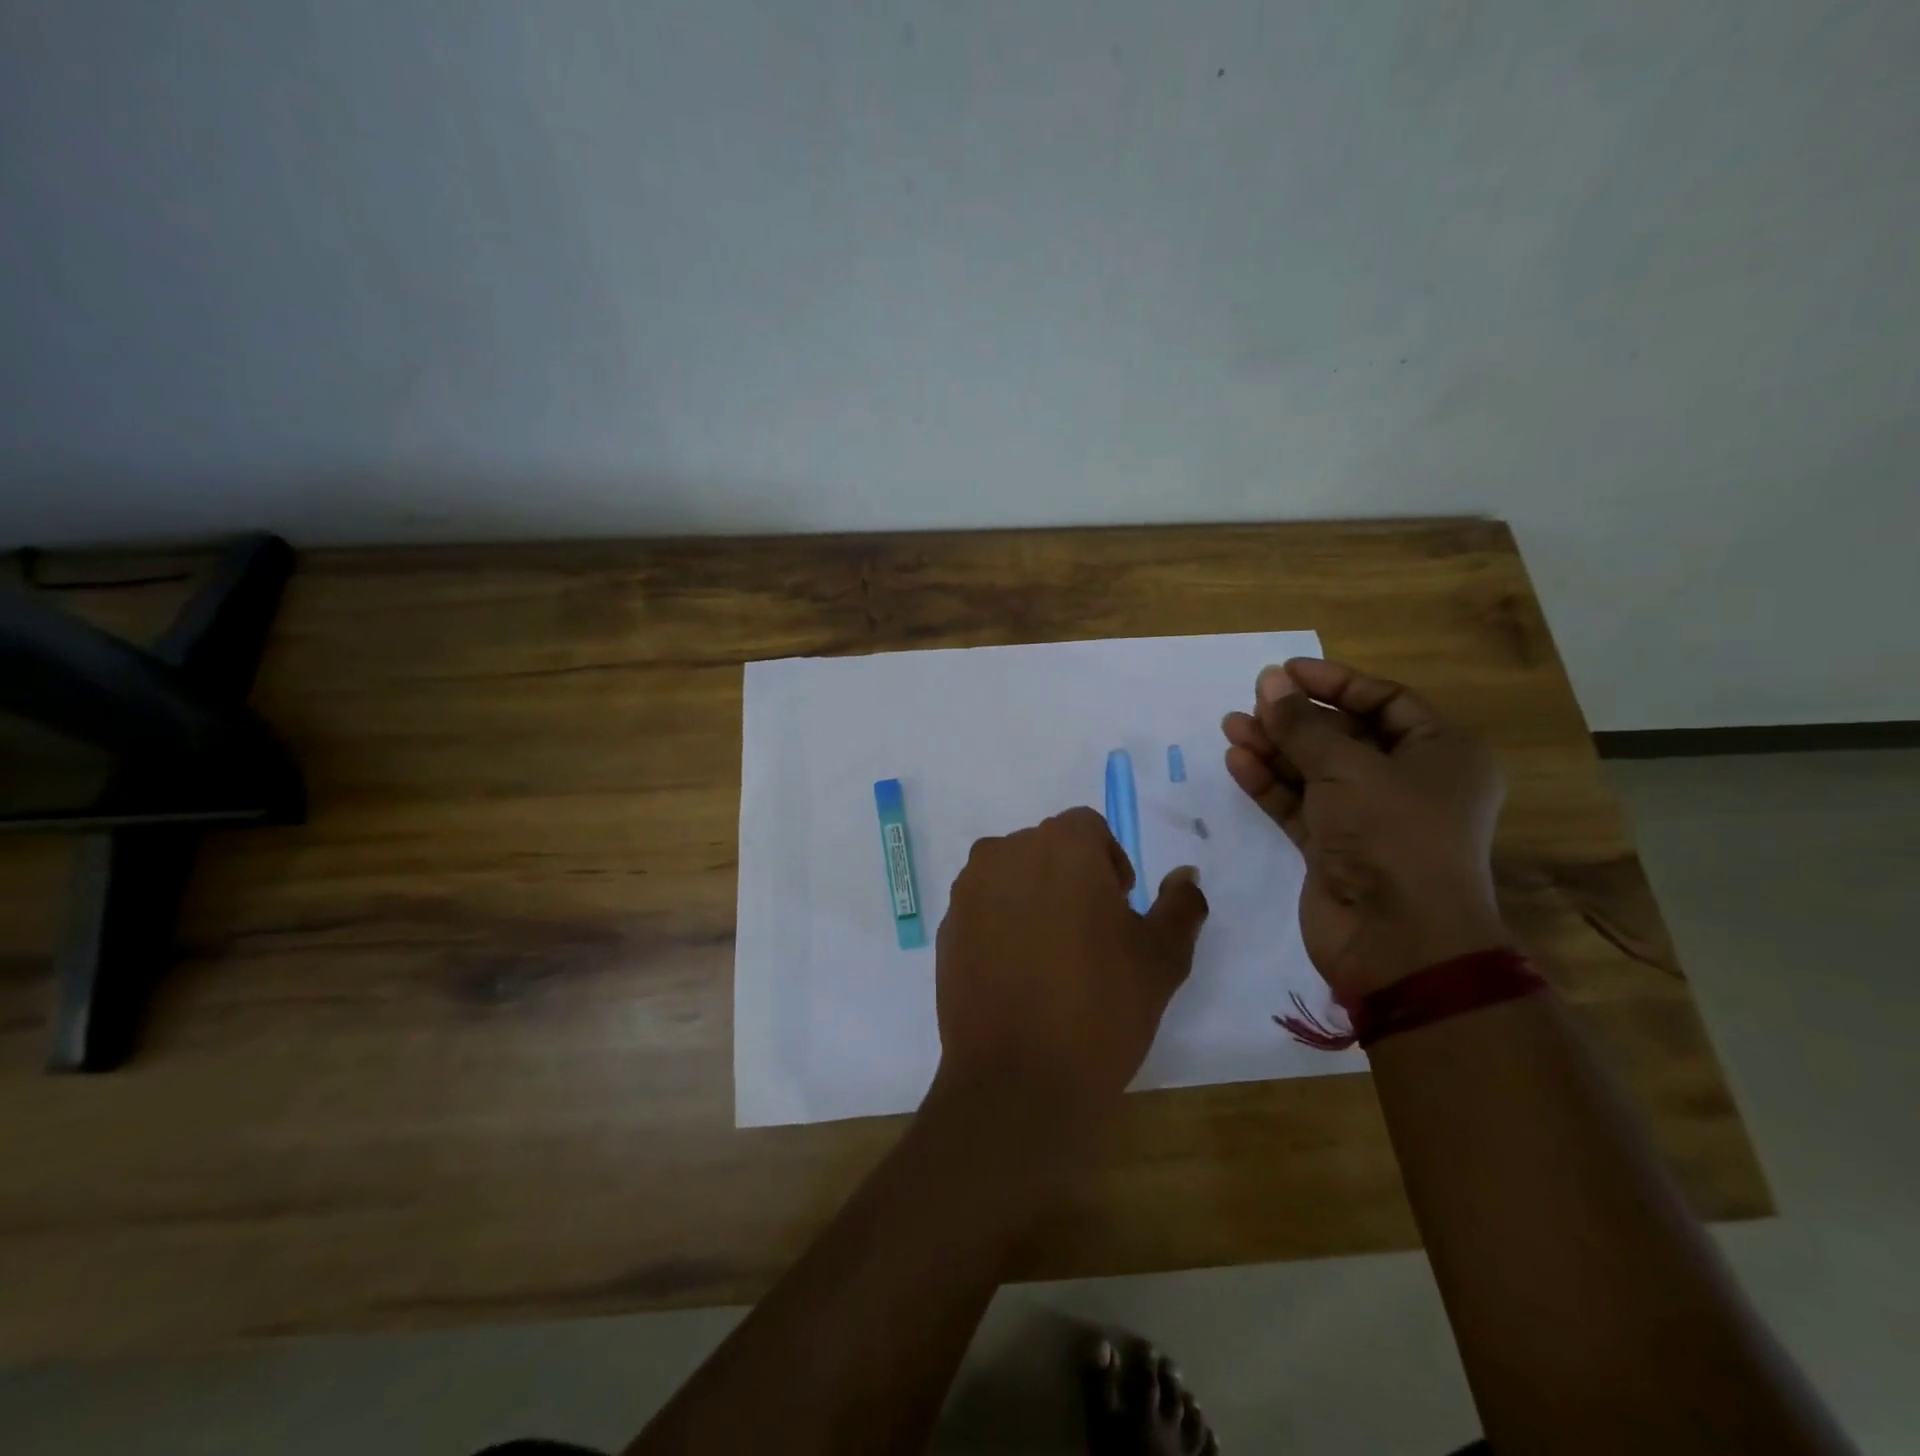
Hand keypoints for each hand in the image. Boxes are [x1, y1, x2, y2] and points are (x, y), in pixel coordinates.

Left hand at [930, 808, 1208, 1135]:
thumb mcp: (1162, 957)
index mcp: (1061, 844)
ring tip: (1052, 956)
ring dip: (1033, 897)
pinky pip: (983, 909)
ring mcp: (968, 890)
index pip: (1088, 828)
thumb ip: (1180, 904)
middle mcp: (1006, 852)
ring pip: (1011, 875)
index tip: (1119, 909)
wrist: (1019, 1080)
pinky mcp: (946, 927)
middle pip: (1046, 848)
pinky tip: (1018, 974)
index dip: (1109, 862)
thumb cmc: (1102, 1007)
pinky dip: (1001, 925)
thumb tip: (1185, 874)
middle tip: (1090, 935)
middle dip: (1071, 877)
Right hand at [1221, 659, 1507, 997]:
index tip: (1286, 671)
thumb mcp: (1347, 768)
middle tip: (1254, 699)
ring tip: (1232, 725)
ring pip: (1316, 771)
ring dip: (1276, 748)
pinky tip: (1239, 761)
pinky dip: (1271, 784)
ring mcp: (1369, 818)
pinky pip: (1299, 805)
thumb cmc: (1392, 835)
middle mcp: (1409, 783)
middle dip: (1297, 717)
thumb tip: (1269, 681)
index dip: (1336, 682)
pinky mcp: (1335, 849)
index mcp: (1441, 755)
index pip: (1386, 701)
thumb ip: (1301, 724)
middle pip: (1346, 735)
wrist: (1397, 939)